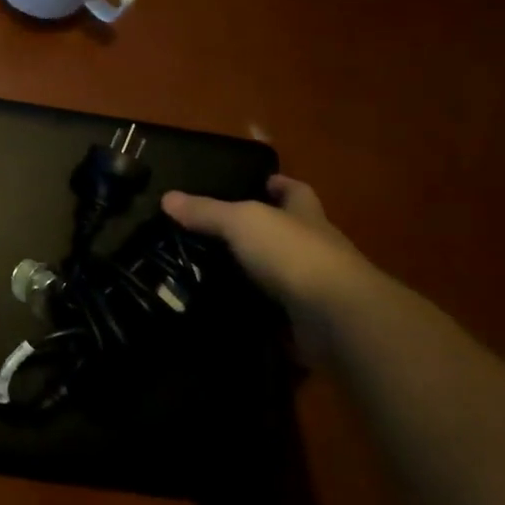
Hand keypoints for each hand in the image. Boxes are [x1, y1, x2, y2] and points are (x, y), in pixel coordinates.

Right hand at [162, 175, 374, 317]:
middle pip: (291, 232)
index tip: (260, 182)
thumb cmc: (293, 254)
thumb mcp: (242, 222)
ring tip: (215, 272)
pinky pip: (278, 312)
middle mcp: (316, 248)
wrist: (337, 318)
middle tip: (220, 232)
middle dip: (265, 230)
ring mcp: (316, 287)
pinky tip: (229, 311)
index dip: (280, 185)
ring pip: (283, 273)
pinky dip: (258, 312)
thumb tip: (167, 197)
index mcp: (306, 216)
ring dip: (258, 274)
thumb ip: (207, 212)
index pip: (296, 192)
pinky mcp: (309, 322)